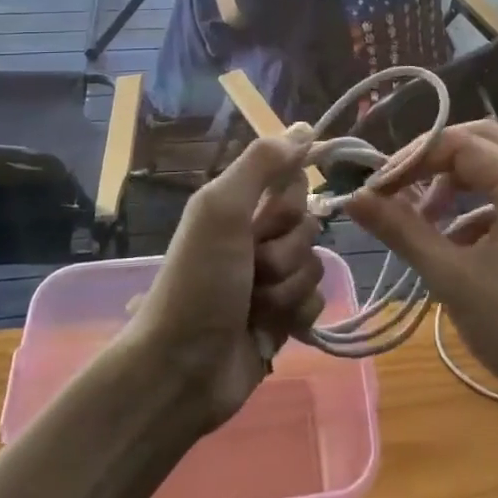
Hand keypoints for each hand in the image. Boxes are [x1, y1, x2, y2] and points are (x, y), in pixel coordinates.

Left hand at [126, 129, 324, 429]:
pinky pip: (316, 303)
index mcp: (239, 206)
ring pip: (314, 266)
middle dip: (284, 252)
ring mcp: (271, 281)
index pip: (294, 182)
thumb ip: (262, 163)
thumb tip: (304, 127)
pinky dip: (295, 316)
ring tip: (254, 306)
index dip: (289, 202)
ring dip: (286, 289)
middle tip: (252, 269)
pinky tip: (270, 329)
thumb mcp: (221, 210)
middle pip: (308, 226)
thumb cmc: (198, 281)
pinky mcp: (282, 320)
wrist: (181, 370)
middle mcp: (256, 237)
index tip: (268, 217)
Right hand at [347, 122, 497, 431]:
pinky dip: (476, 206)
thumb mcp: (453, 279)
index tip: (377, 188)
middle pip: (480, 142)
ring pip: (495, 167)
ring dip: (454, 183)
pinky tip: (455, 244)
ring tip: (422, 220)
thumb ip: (403, 230)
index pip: (459, 143)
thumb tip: (355, 198)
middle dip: (434, 161)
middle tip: (398, 189)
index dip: (412, 159)